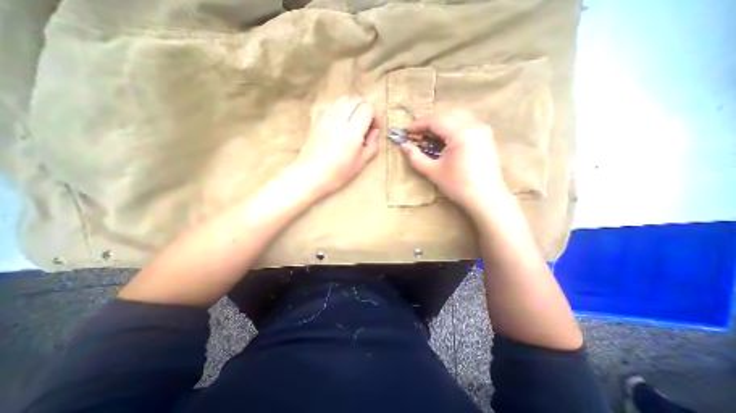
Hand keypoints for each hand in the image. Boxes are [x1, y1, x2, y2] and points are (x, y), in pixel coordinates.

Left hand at [293, 96, 378, 199]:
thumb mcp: (361, 163)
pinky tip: (339, 122)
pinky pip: (330, 105)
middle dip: (366, 108)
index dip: (376, 115)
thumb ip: (372, 145)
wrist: (309, 176)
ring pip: (343, 99)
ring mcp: (325, 117)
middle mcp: (338, 119)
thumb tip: (375, 131)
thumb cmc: (337, 174)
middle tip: (367, 124)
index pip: (368, 107)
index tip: (375, 128)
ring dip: (353, 106)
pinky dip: (339, 108)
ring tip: (354, 122)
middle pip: (357, 99)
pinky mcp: (315, 119)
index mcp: (352, 132)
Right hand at [400, 110, 508, 218]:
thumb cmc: (457, 186)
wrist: (486, 198)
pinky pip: (466, 122)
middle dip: (428, 120)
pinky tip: (445, 135)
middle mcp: (473, 125)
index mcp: (460, 133)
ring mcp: (482, 129)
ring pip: (457, 115)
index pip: (435, 120)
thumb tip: (403, 146)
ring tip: (428, 132)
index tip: (406, 131)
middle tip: (416, 131)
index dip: (418, 124)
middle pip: (446, 113)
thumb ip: (415, 157)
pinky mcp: (486, 136)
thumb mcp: (432, 171)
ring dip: (440, 121)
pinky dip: (452, 124)